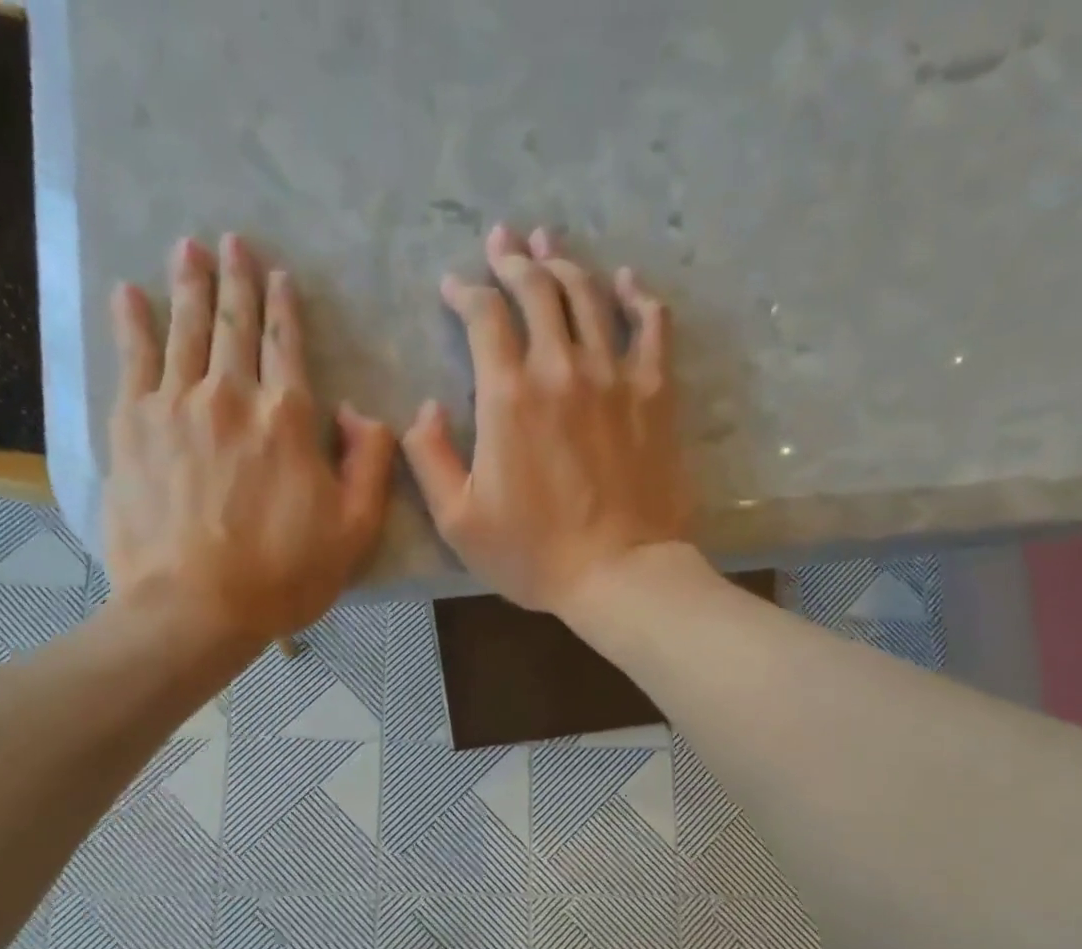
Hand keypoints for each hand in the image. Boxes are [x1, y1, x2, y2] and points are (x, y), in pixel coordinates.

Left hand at [104, 234, 394, 645]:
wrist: (197, 607)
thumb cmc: (285, 575)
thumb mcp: (356, 530)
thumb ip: (370, 463)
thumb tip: (357, 413)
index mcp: (289, 420)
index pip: (288, 347)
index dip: (285, 308)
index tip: (279, 275)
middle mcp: (232, 396)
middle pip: (235, 325)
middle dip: (236, 279)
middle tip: (231, 241)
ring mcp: (176, 406)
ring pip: (184, 330)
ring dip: (189, 285)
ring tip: (188, 248)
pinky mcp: (131, 426)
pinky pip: (131, 359)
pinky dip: (131, 322)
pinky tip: (129, 294)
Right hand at [401, 224, 694, 615]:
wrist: (618, 574)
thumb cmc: (533, 555)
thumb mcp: (458, 521)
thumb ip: (428, 458)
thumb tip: (426, 409)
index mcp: (508, 397)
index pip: (484, 317)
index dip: (466, 292)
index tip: (454, 287)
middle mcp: (561, 369)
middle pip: (538, 290)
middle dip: (514, 260)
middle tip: (503, 242)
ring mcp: (615, 376)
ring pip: (589, 296)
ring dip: (565, 263)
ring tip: (550, 243)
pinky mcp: (655, 394)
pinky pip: (652, 327)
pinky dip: (638, 297)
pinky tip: (627, 282)